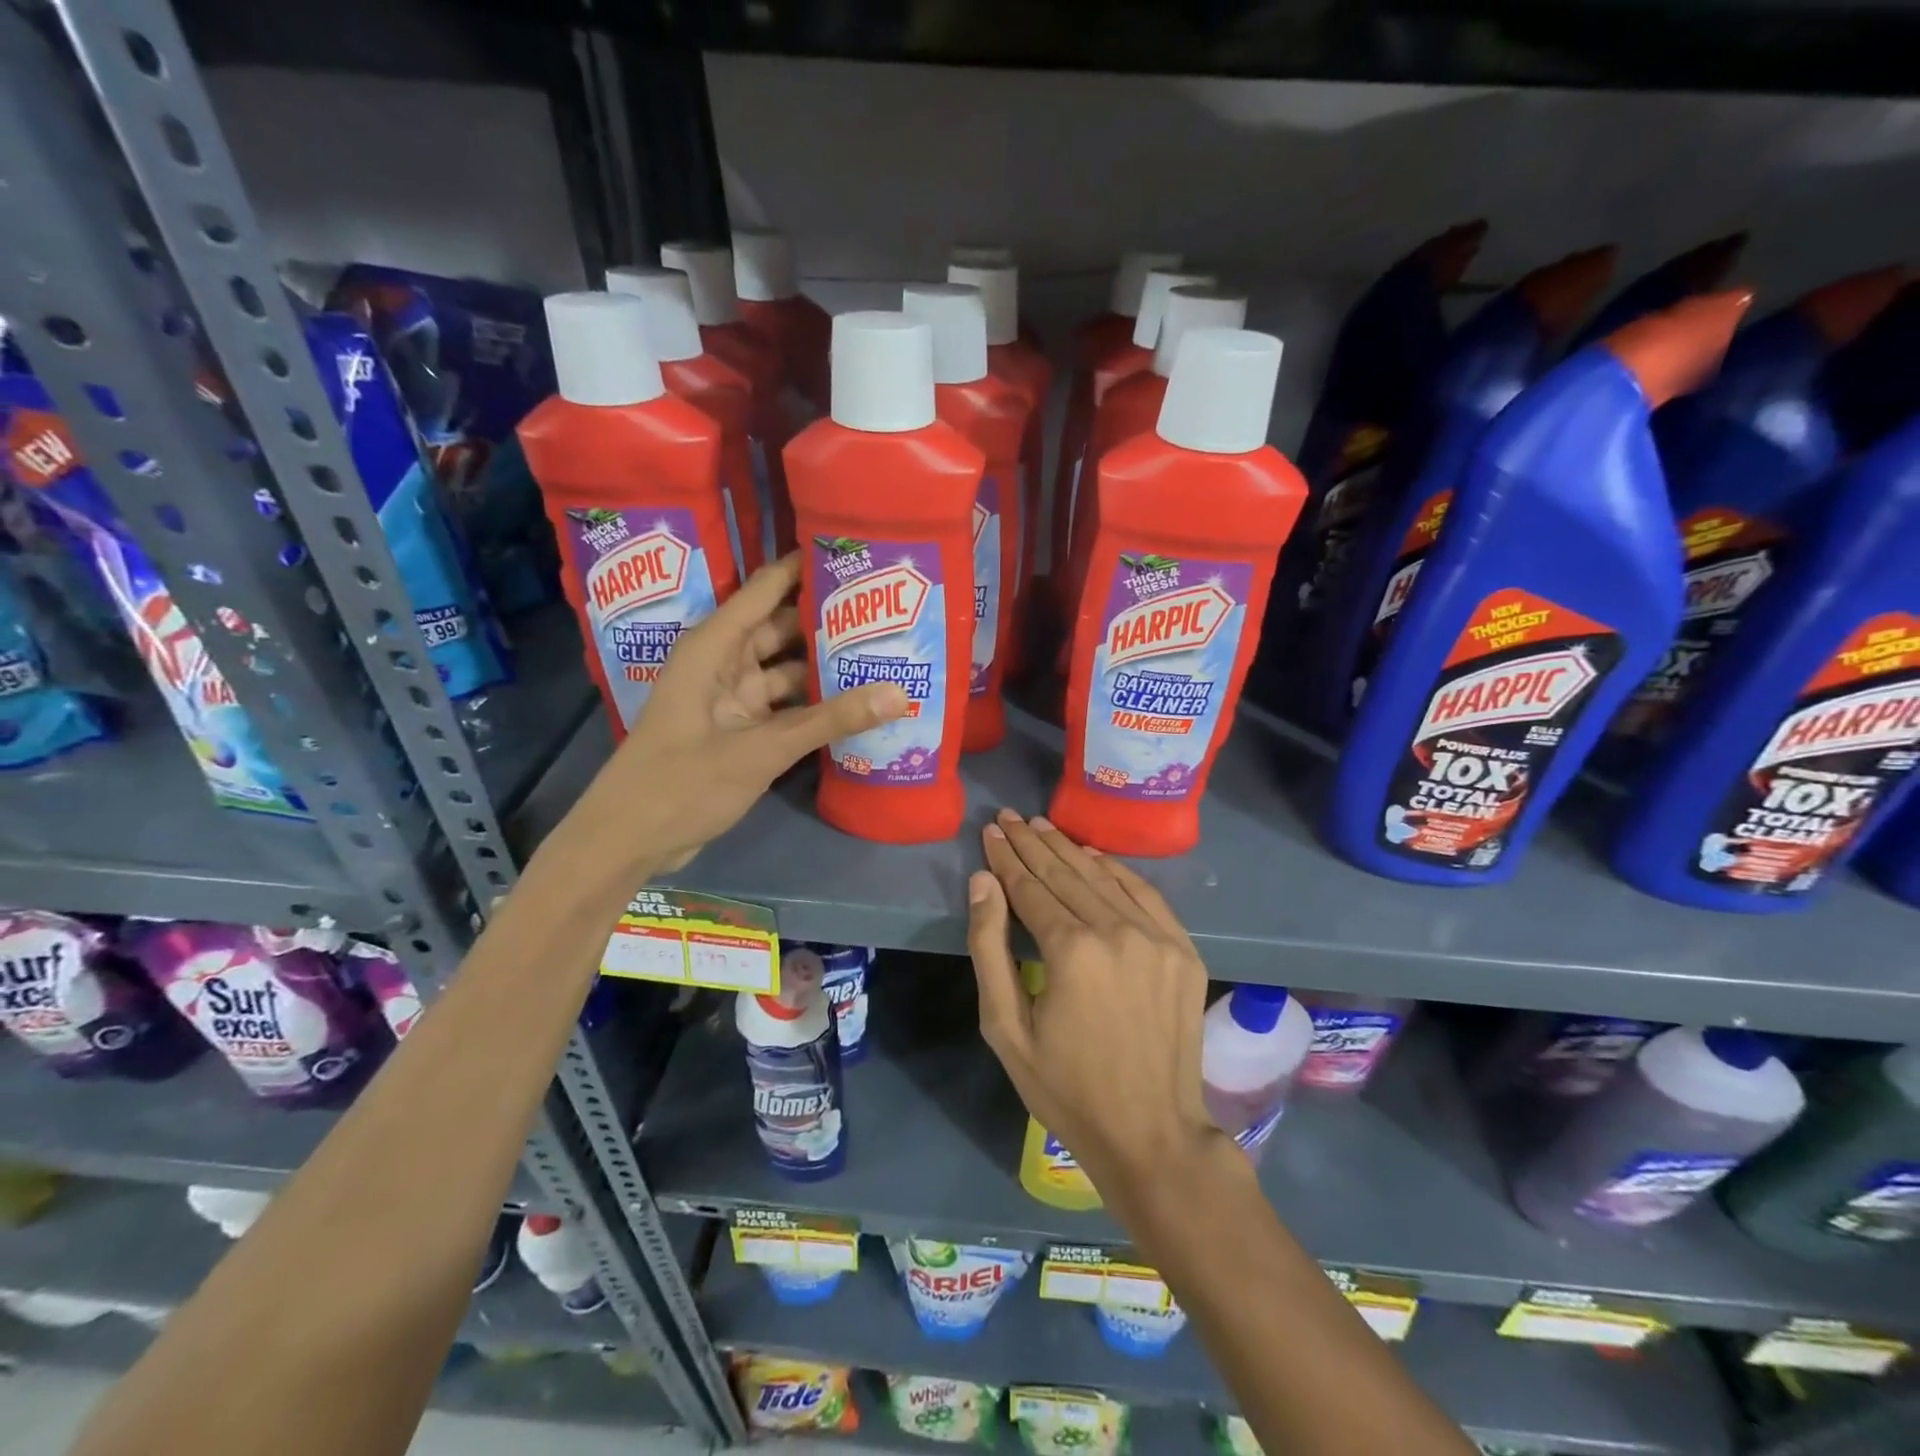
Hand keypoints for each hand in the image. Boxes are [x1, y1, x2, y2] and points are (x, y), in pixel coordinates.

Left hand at [571, 554, 907, 877]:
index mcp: (713, 647)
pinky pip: (787, 707)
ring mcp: (733, 700)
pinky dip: (816, 707)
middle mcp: (724, 664)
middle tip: (889, 612)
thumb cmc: (682, 783)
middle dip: (829, 621)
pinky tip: (858, 705)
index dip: (806, 567)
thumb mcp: (762, 749)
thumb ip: (830, 720)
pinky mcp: (742, 731)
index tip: (857, 554)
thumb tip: (899, 693)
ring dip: (827, 668)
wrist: (629, 841)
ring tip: (885, 655)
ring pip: (788, 671)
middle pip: (783, 629)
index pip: (766, 589)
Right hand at [966, 809, 1225, 1201]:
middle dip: (1033, 843)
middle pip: (1066, 873)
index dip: (1007, 858)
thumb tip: (983, 882)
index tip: (991, 831)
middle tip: (1010, 817)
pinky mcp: (1183, 949)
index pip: (1031, 887)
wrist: (1152, 1133)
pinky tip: (1093, 855)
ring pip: (1104, 877)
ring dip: (1069, 849)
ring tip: (1042, 826)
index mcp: (1071, 950)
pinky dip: (1116, 870)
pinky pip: (1145, 894)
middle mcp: (1117, 930)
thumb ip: (990, 948)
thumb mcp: (1006, 1028)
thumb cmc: (1066, 1089)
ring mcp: (1157, 938)